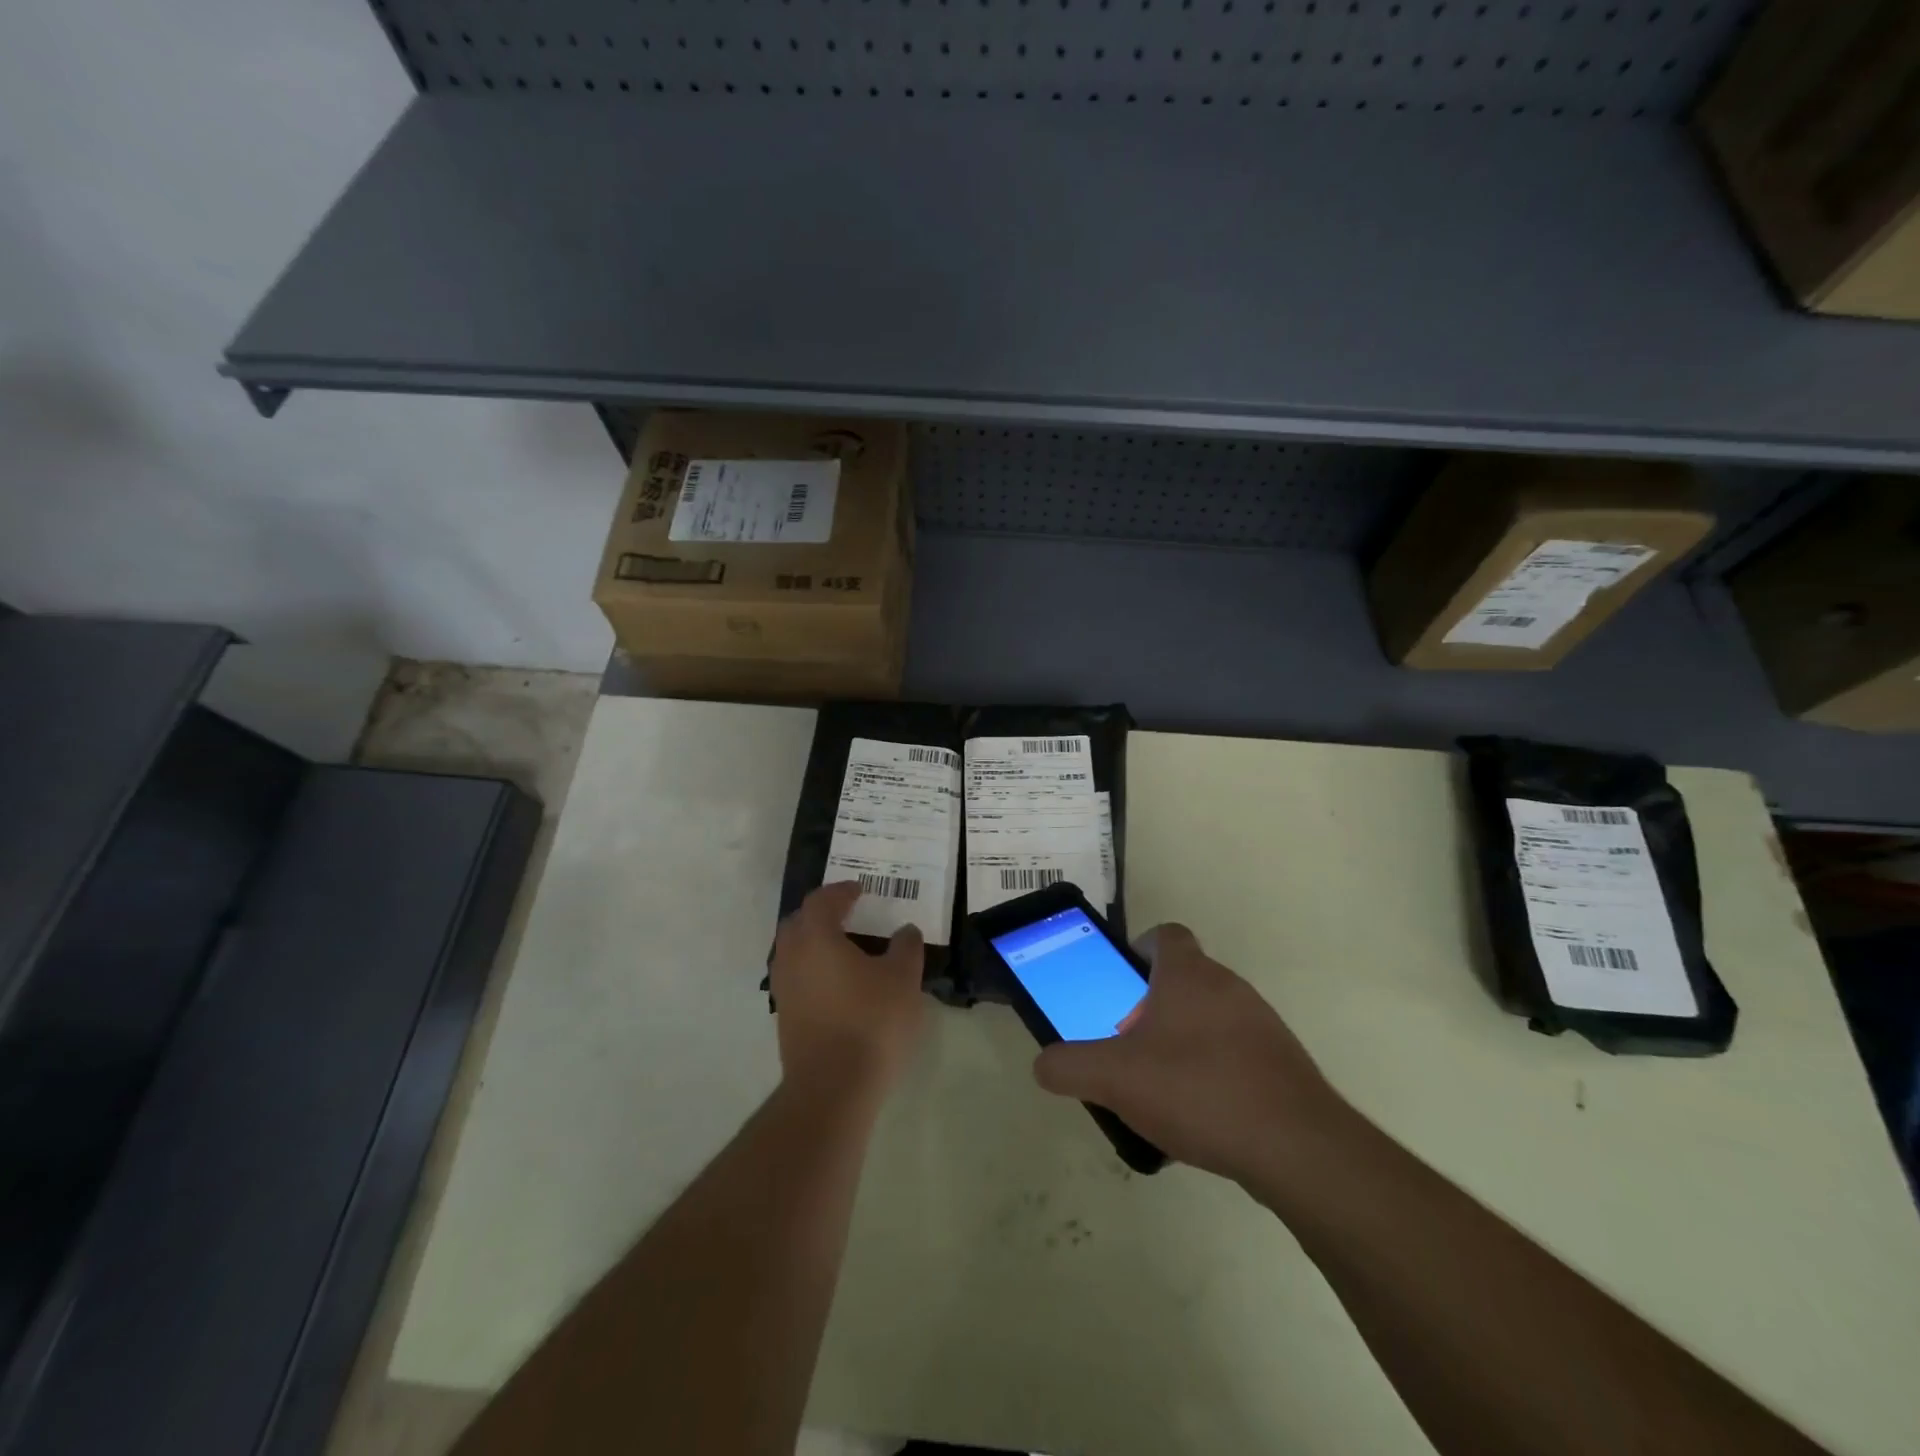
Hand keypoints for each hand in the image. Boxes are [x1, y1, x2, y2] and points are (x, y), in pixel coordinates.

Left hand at [770, 882, 926, 1100]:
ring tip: (845, 949)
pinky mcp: (785, 1018)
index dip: (840, 891)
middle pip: (798, 923)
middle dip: (820, 914)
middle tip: (847, 914)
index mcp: (816, 938)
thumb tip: (905, 930)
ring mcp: (784, 989)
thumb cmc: (870, 1022)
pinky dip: (813, 970)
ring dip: (814, 943)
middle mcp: (792, 957)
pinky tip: (838, 984)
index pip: (821, 901)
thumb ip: (906, 947)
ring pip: (793, 952)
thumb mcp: (902, 980)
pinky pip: (796, 978)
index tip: (860, 891)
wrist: (832, 1088)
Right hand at [1032, 923, 1348, 1186]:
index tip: (1121, 982)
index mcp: (1188, 975)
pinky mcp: (1282, 1064)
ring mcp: (1262, 1024)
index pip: (1166, 935)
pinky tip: (1199, 1116)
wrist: (1297, 1148)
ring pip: (1210, 1017)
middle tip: (1128, 1044)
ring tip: (1160, 1087)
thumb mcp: (1114, 1078)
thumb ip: (1069, 1066)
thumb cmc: (1197, 1090)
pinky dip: (1213, 1071)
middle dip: (1152, 1006)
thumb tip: (1044, 1065)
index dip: (1140, 949)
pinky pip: (1236, 1053)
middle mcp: (1229, 987)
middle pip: (1184, 979)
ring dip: (1183, 1040)